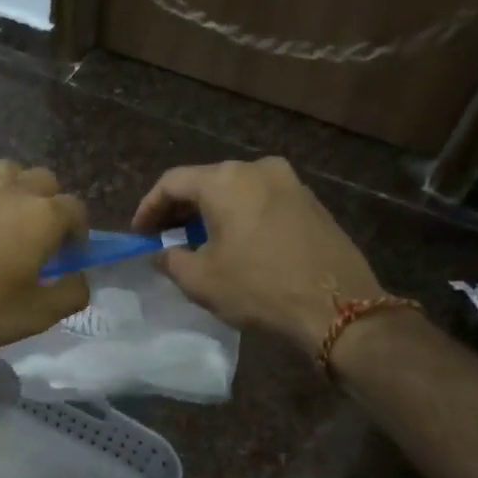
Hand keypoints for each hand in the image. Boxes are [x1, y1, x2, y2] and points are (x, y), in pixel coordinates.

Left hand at [0, 160, 90, 350]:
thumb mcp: (37, 314)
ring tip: (11, 214)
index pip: (76, 210)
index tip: (69, 256)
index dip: (79, 232)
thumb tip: (80, 279)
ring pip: (10, 169)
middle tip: (42, 236)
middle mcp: (14, 191)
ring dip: (19, 187)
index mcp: (43, 216)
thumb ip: (71, 294)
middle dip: (52, 203)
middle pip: (46, 181)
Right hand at [133, 157, 384, 349]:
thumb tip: (162, 254)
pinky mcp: (311, 203)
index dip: (149, 207)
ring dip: (210, 212)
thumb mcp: (200, 280)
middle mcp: (258, 169)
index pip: (172, 182)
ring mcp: (290, 183)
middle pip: (205, 181)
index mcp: (226, 180)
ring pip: (235, 190)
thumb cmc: (259, 288)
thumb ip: (171, 260)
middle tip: (162, 236)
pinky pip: (261, 201)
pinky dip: (239, 215)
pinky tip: (233, 243)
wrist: (338, 308)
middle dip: (180, 209)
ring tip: (196, 242)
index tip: (139, 233)